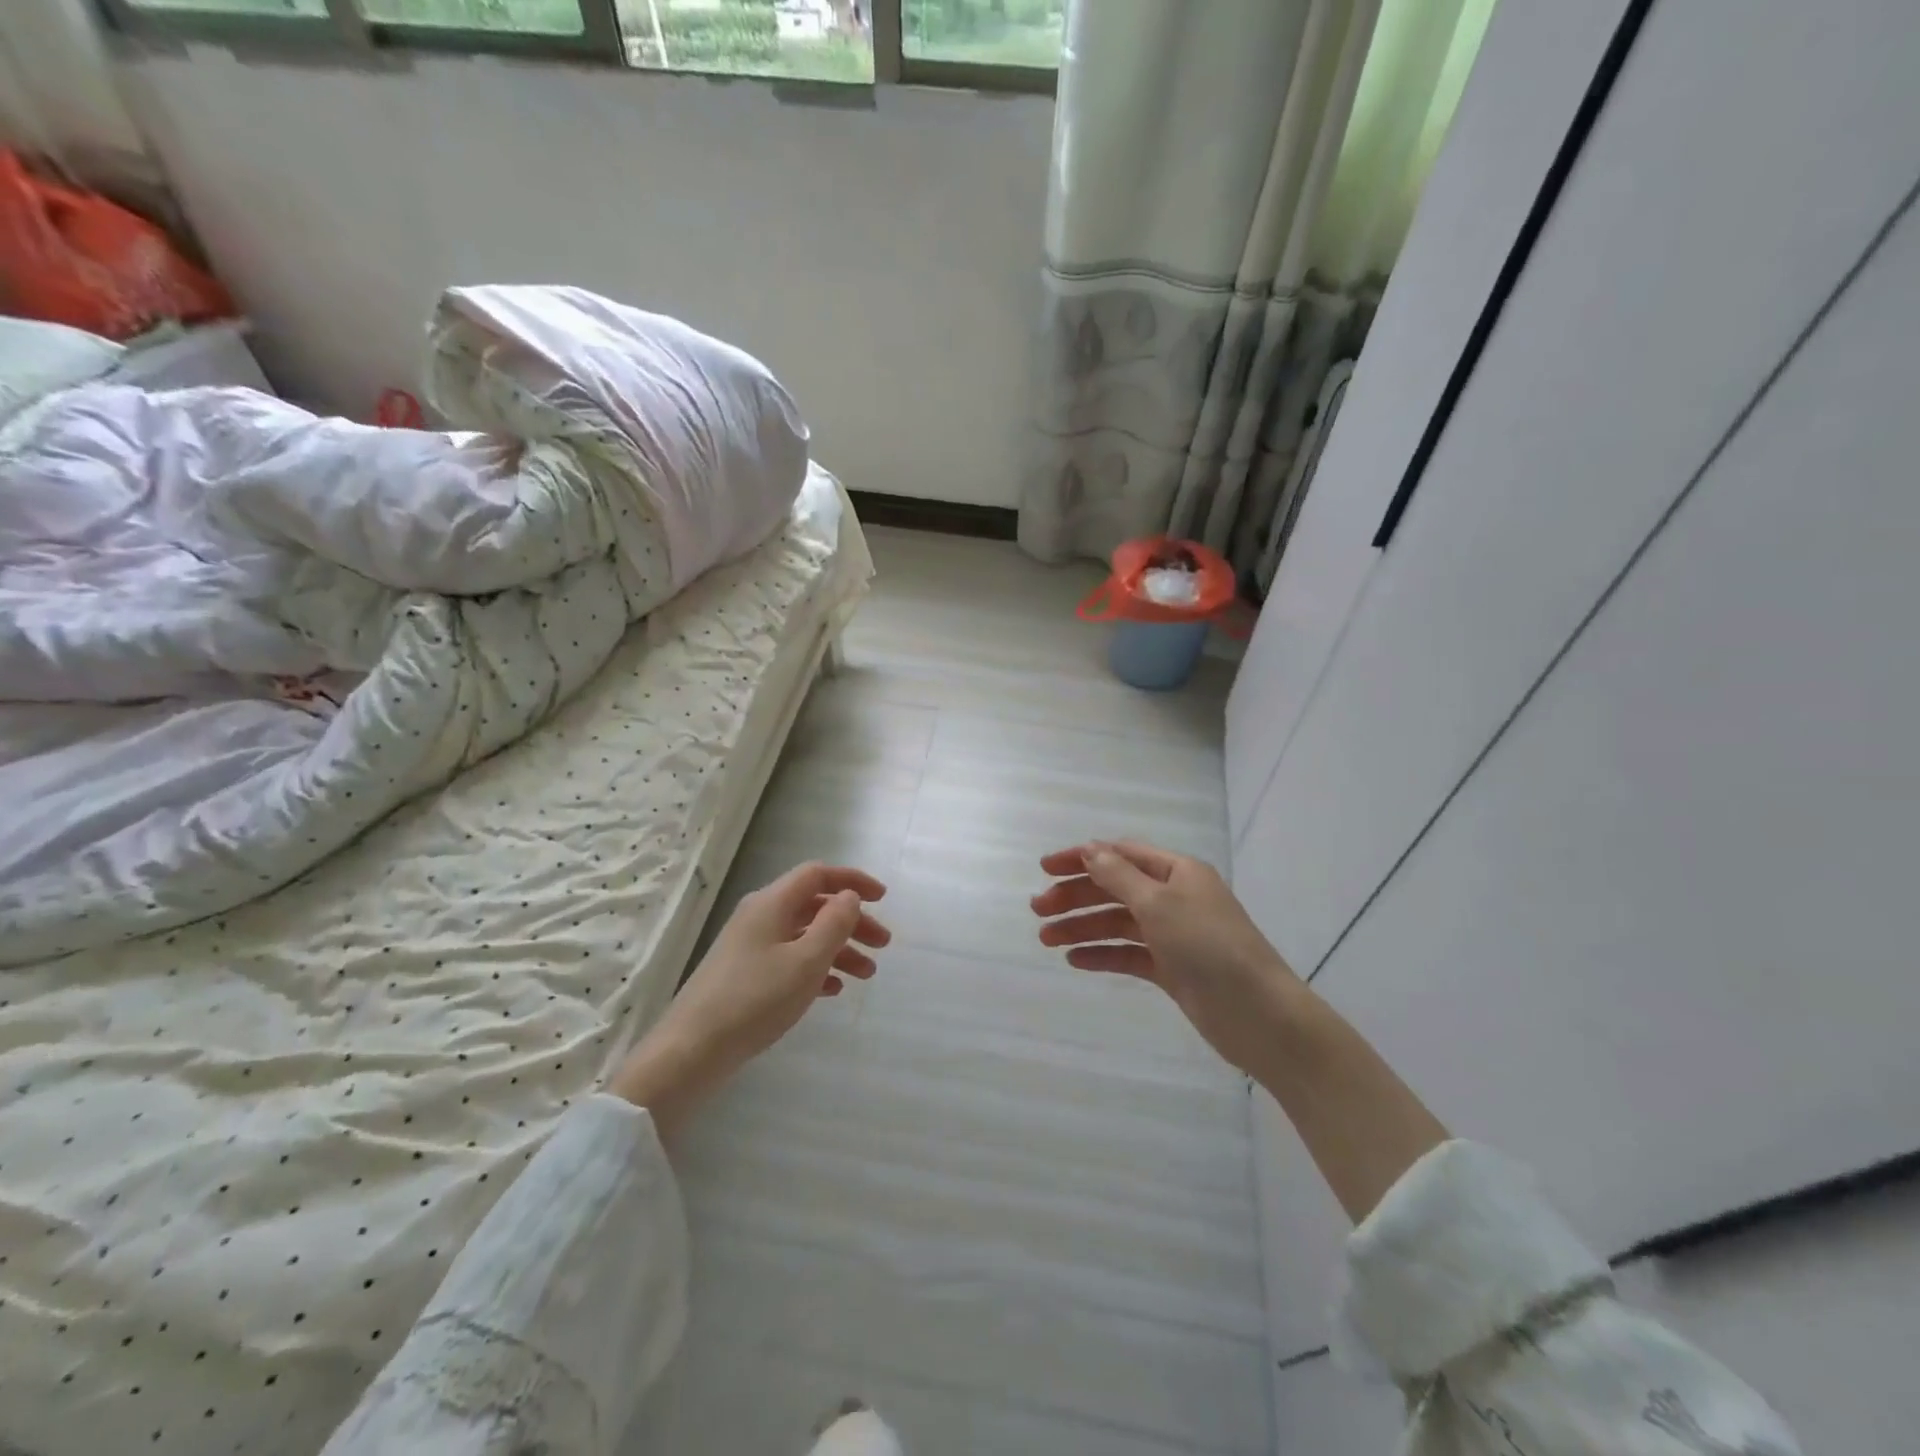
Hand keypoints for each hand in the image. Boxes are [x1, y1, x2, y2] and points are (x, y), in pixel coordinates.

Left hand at [611, 863, 889, 1131]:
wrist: (691, 1050)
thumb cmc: (755, 999)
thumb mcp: (806, 961)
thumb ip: (834, 924)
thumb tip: (849, 896)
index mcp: (772, 904)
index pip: (817, 875)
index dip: (852, 881)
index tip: (883, 898)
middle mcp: (760, 916)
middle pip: (814, 906)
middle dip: (852, 922)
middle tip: (883, 945)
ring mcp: (750, 946)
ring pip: (804, 935)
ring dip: (838, 949)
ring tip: (866, 975)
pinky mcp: (745, 974)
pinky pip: (789, 959)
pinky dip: (816, 968)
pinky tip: (833, 991)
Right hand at [1031, 840, 1298, 1076]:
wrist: (1259, 1015)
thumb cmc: (1208, 946)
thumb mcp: (1159, 903)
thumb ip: (1118, 876)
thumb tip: (1090, 850)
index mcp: (1177, 872)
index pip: (1120, 854)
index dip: (1081, 858)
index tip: (1044, 868)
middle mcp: (1174, 897)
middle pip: (1114, 888)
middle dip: (1075, 896)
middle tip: (1037, 910)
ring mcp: (1173, 934)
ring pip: (1117, 923)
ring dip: (1082, 927)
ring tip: (1046, 939)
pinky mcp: (1172, 968)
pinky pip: (1129, 954)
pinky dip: (1103, 954)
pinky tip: (1075, 960)